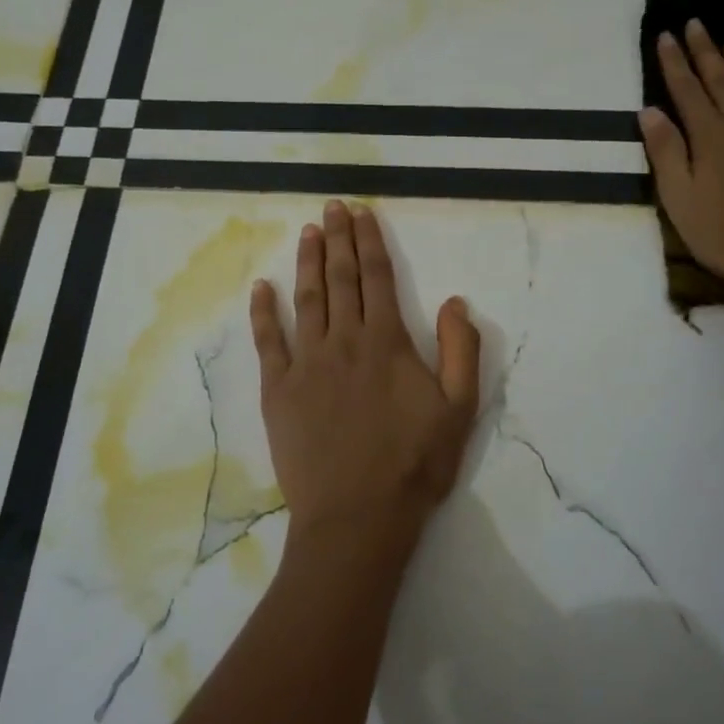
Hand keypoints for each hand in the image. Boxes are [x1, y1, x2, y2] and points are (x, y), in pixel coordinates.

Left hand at [250, 200, 480, 569]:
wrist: (358, 515)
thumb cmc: (414, 464)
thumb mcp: (460, 409)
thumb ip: (462, 351)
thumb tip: (454, 301)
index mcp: (386, 342)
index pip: (376, 277)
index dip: (369, 241)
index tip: (362, 213)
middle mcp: (344, 342)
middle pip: (340, 279)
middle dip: (338, 239)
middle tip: (332, 207)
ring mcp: (306, 364)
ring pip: (306, 300)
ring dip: (307, 262)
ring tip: (307, 232)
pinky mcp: (277, 390)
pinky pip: (268, 342)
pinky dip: (263, 312)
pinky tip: (262, 288)